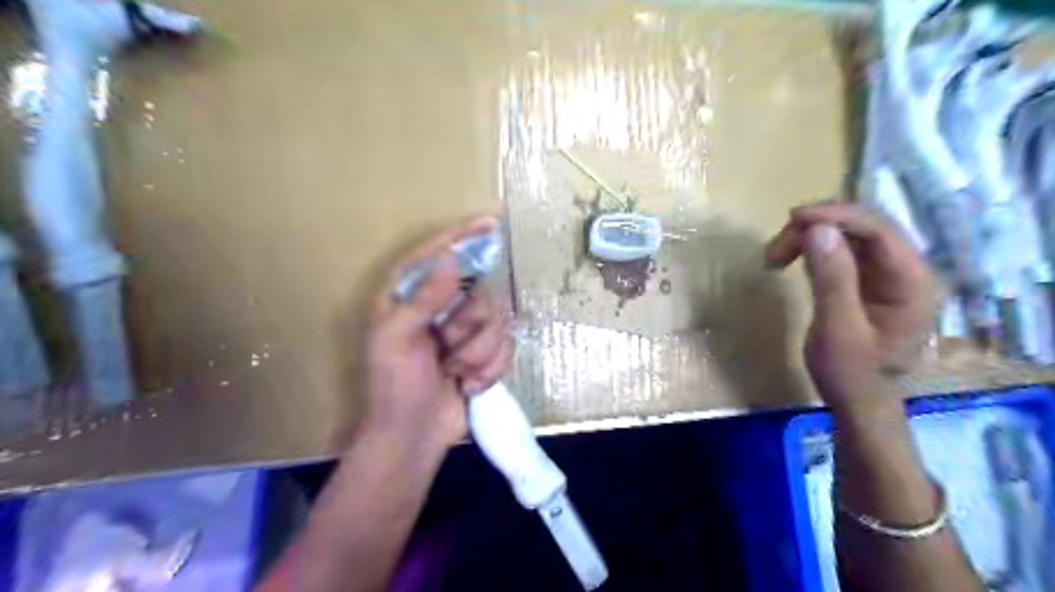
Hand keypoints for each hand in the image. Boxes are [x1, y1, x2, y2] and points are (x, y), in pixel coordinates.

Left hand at [364, 215, 516, 448]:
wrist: (413, 436)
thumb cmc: (394, 387)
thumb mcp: (397, 340)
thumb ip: (423, 299)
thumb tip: (450, 257)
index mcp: (410, 297)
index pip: (438, 254)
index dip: (462, 237)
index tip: (490, 223)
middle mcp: (442, 307)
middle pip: (482, 292)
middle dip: (471, 328)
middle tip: (448, 350)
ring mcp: (467, 331)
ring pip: (500, 322)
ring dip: (481, 354)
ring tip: (457, 374)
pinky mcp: (485, 353)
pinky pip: (507, 346)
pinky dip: (490, 369)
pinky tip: (470, 385)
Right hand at [763, 205, 934, 410]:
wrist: (858, 400)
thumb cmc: (851, 373)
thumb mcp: (838, 330)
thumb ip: (831, 279)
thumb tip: (816, 230)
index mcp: (911, 282)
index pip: (879, 230)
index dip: (837, 216)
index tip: (793, 218)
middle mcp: (905, 270)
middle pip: (863, 226)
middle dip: (817, 227)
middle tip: (775, 248)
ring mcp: (886, 273)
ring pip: (848, 235)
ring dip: (810, 237)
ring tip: (775, 257)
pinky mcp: (866, 279)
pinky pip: (841, 249)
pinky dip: (812, 248)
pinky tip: (791, 258)